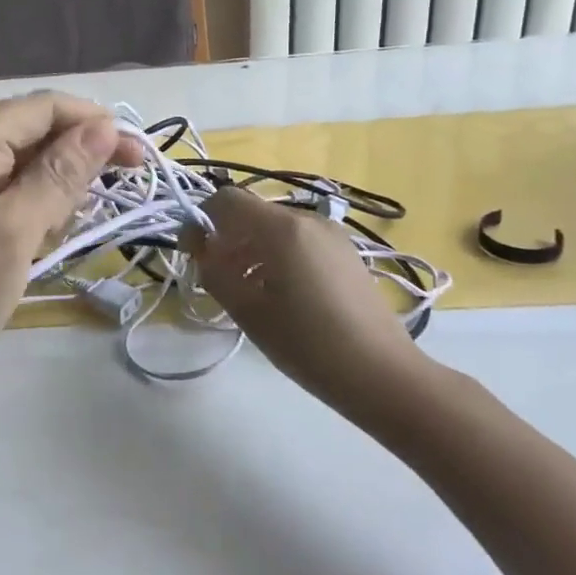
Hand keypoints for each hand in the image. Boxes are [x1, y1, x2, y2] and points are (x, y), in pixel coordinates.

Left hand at [0, 93, 140, 411]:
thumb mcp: (13, 236)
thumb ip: (58, 176)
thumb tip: (104, 126)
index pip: (38, 107)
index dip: (92, 123)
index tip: (137, 156)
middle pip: (26, 130)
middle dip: (73, 158)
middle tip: (110, 199)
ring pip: (16, 161)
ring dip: (50, 187)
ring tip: (59, 233)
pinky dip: (26, 206)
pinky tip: (35, 238)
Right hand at [192, 188, 441, 431]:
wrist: (382, 375)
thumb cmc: (307, 343)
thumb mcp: (247, 310)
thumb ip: (213, 270)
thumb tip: (199, 246)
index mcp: (282, 228)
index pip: (226, 200)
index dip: (201, 221)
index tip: (193, 255)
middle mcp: (307, 220)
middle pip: (251, 213)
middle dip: (226, 239)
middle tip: (216, 280)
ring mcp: (331, 235)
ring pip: (274, 228)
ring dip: (249, 250)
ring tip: (246, 293)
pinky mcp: (345, 253)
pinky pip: (297, 241)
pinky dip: (275, 257)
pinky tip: (278, 296)